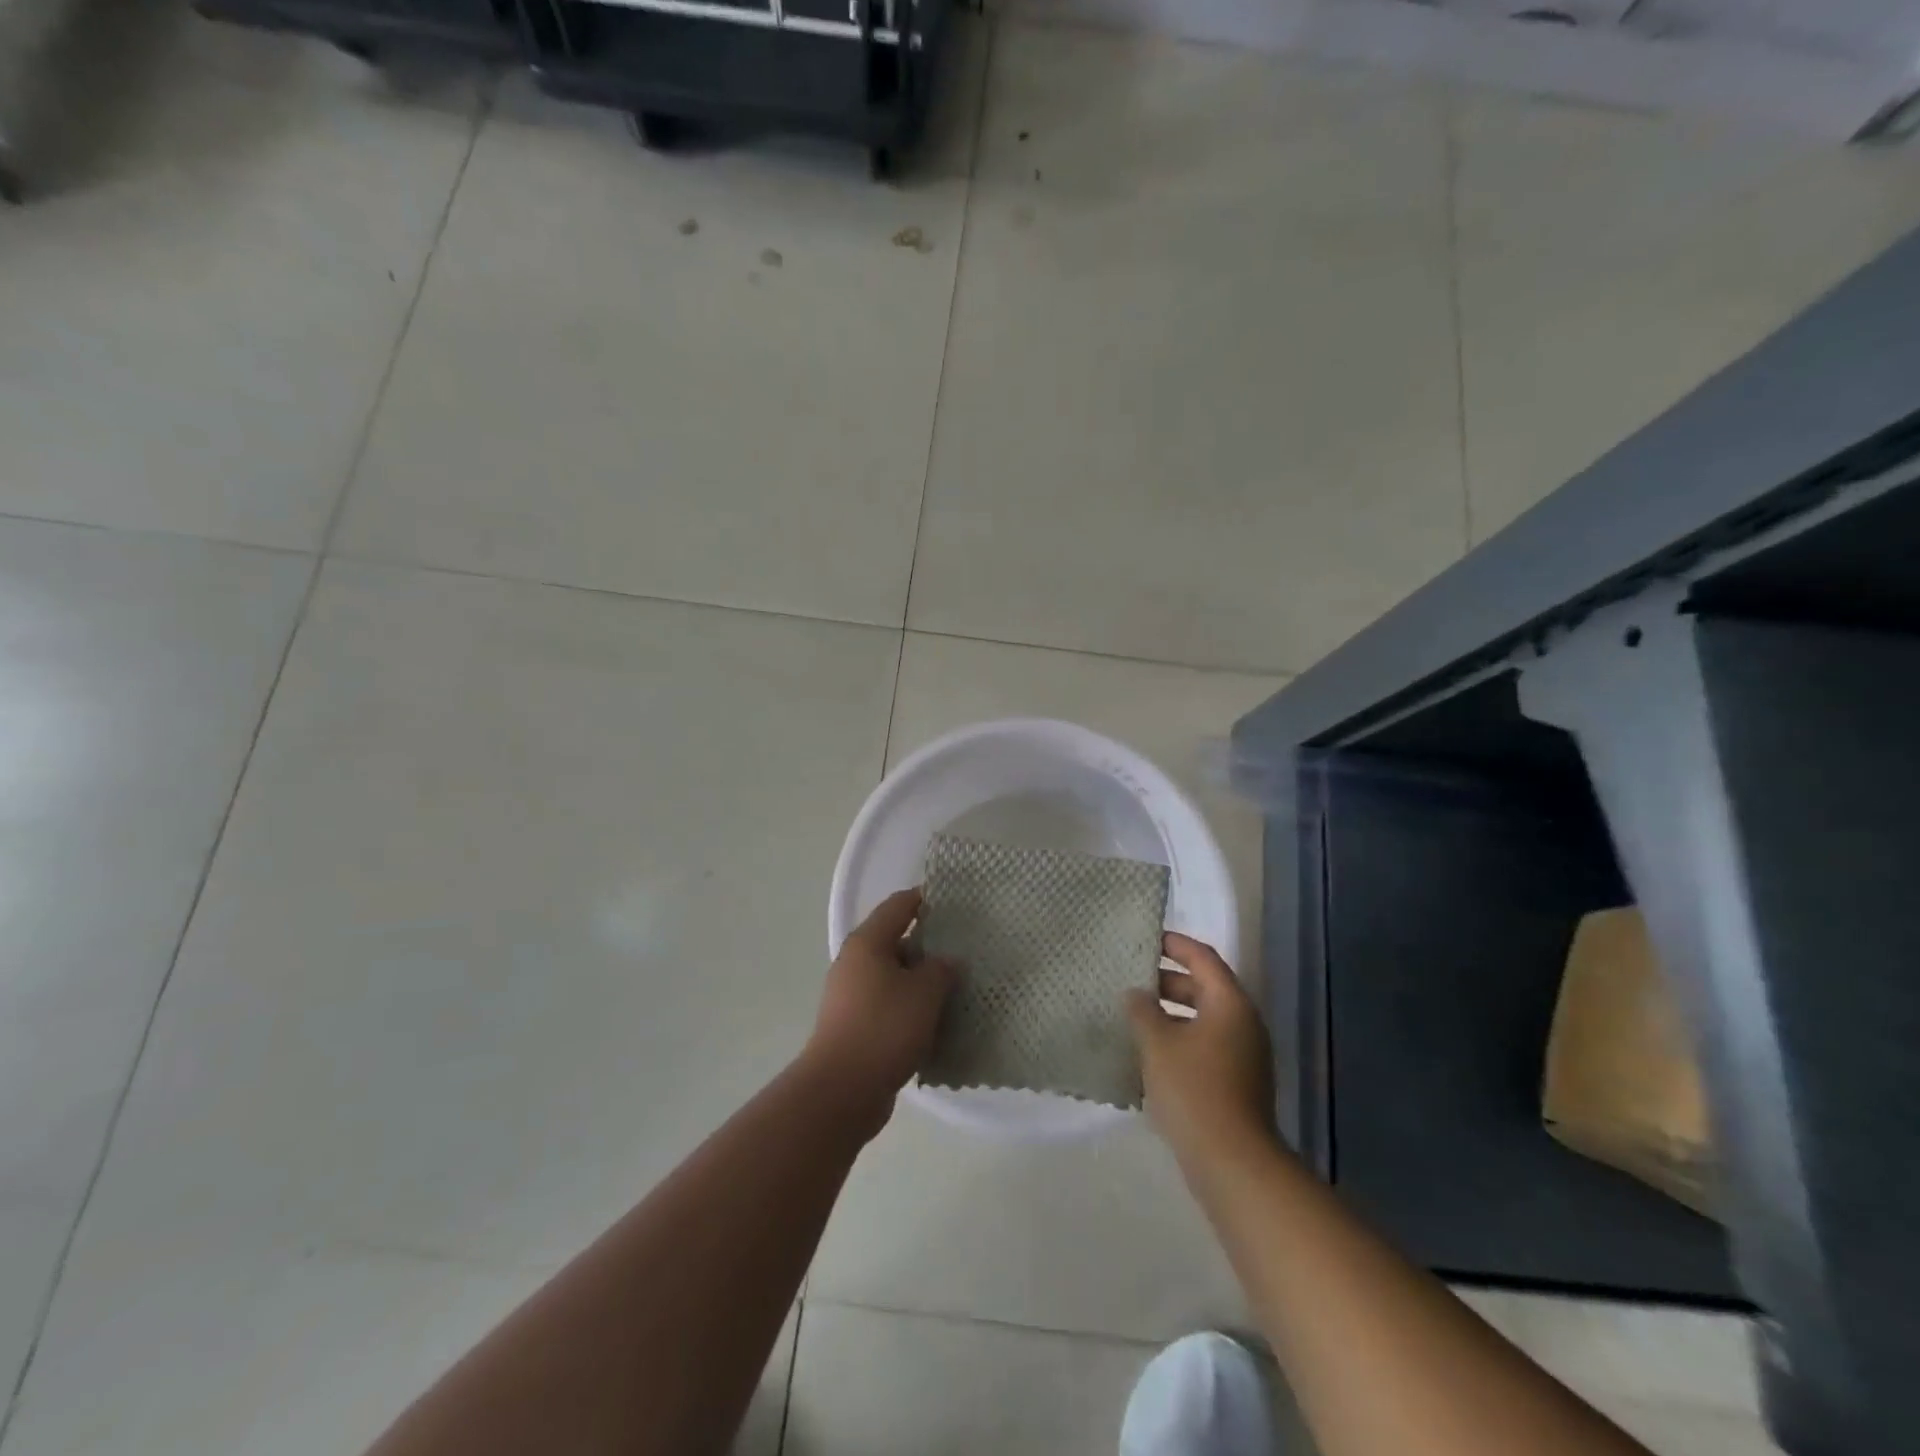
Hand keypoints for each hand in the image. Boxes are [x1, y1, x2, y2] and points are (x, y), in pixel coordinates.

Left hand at [801, 889, 958, 1133]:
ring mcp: (852, 996)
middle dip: (930, 945)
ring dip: (922, 981)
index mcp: (868, 942)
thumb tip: (947, 961)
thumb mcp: (924, 993)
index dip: (926, 899)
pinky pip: (889, 1005)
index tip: (955, 902)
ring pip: (895, 977)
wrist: (841, 1091)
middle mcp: (855, 962)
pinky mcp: (855, 1026)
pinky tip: (937, 1021)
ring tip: (958, 987)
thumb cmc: (884, 1028)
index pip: (899, 905)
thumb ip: (941, 969)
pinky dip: (911, 1008)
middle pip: (896, 941)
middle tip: (965, 950)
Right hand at [1127, 932, 1275, 1170]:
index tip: (1146, 938)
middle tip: (1131, 979)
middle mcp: (1243, 1023)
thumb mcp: (1158, 1043)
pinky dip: (1180, 1039)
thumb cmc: (1194, 1089)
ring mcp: (1244, 1056)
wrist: (1232, 1163)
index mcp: (1230, 1004)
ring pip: (1203, 1019)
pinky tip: (1149, 1052)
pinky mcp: (1237, 1083)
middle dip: (1167, 981)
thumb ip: (1143, 1010)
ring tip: (1133, 1015)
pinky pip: (1206, 1045)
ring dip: (1170, 1013)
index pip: (1203, 958)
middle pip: (1204, 987)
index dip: (1175, 944)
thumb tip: (1136, 993)